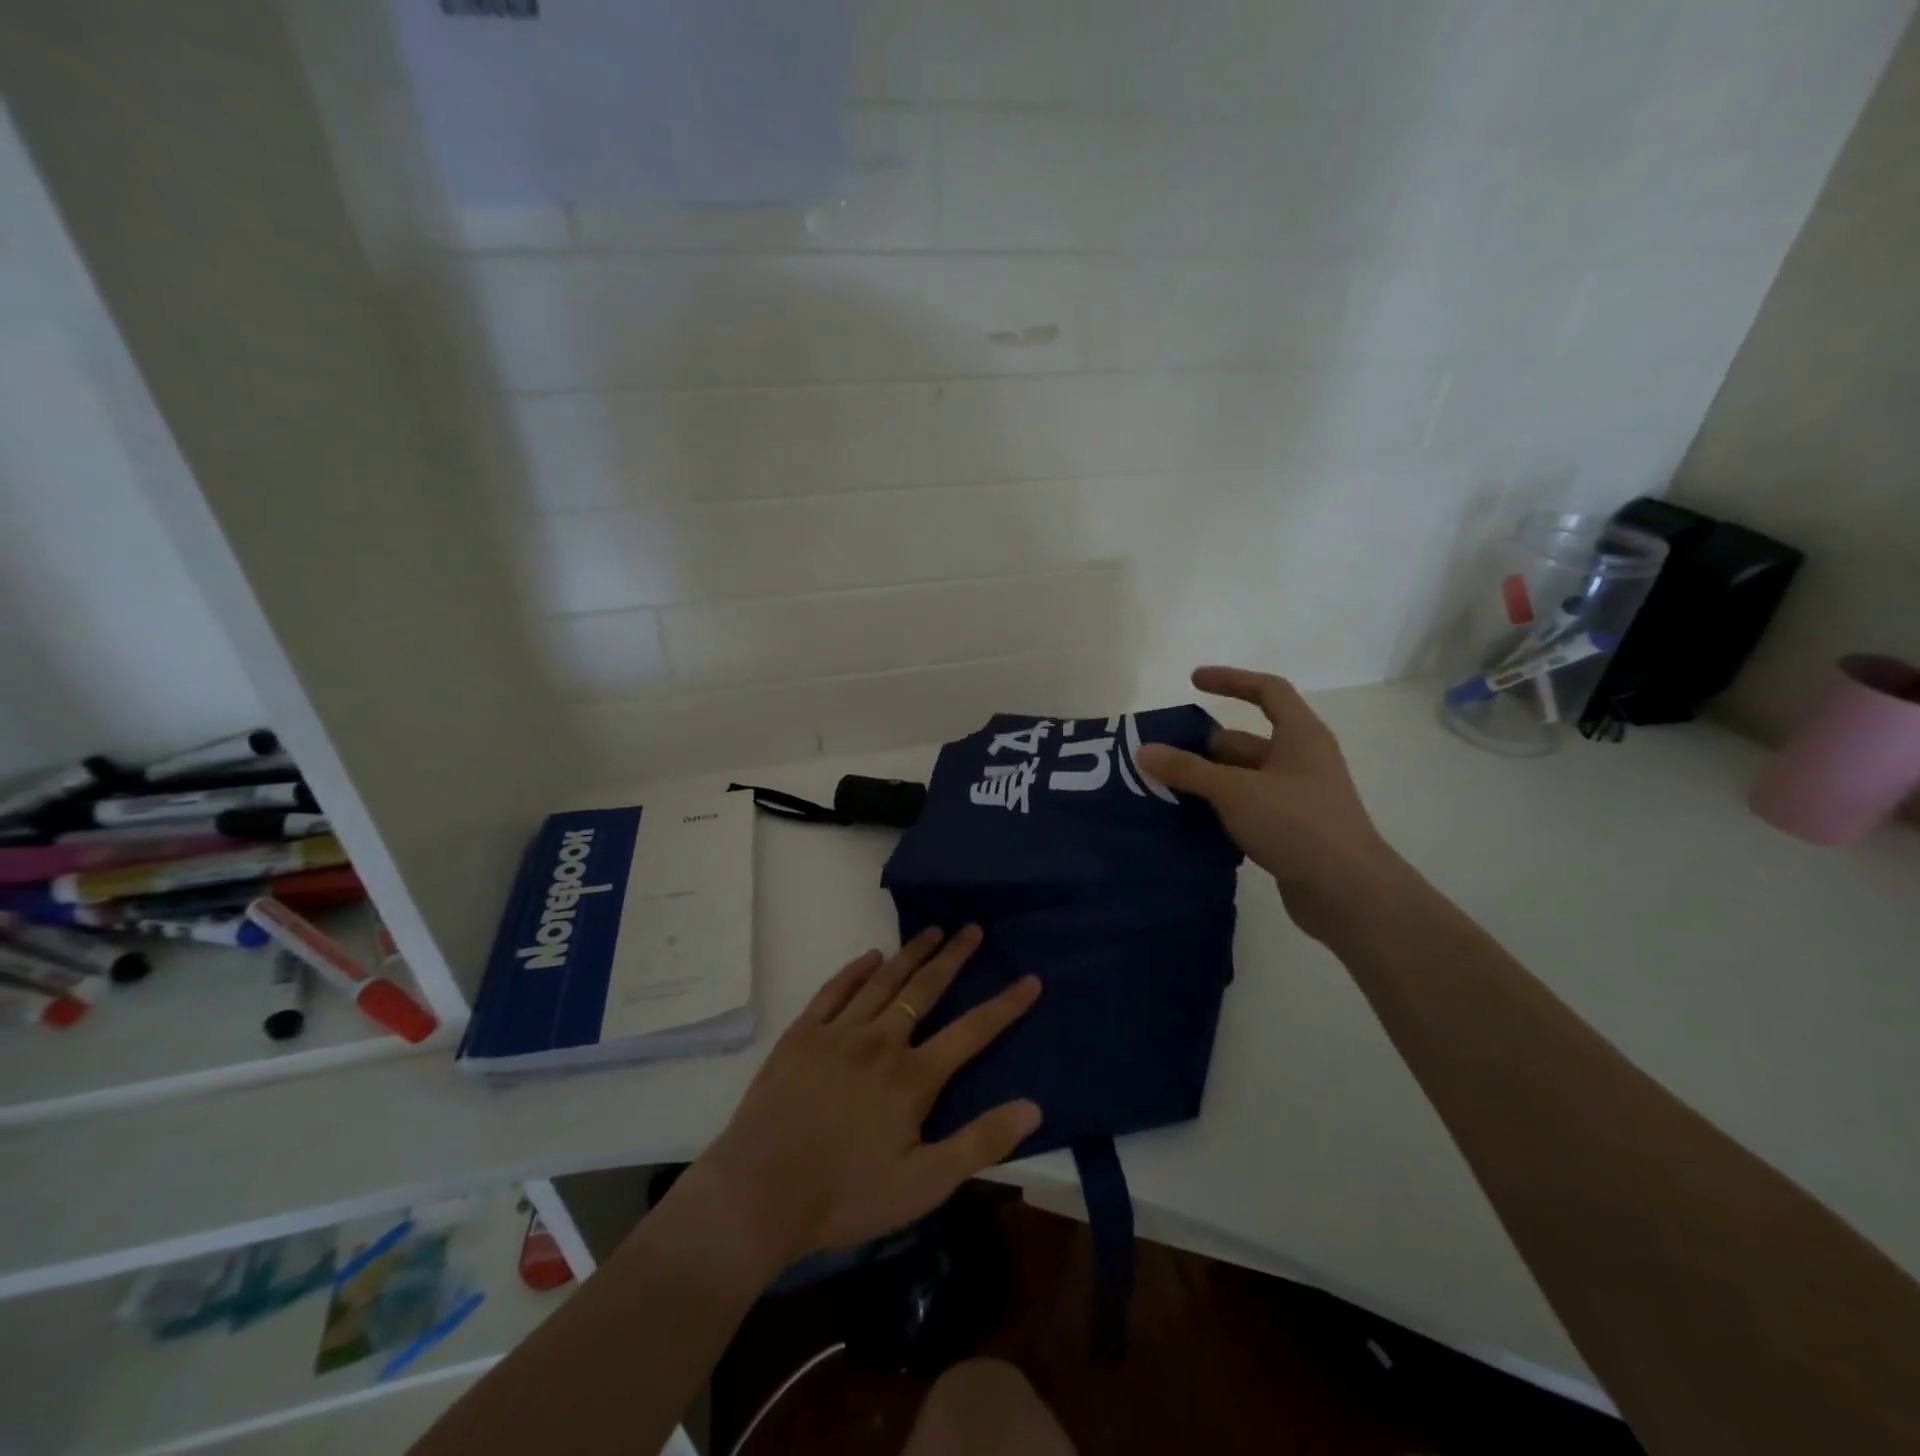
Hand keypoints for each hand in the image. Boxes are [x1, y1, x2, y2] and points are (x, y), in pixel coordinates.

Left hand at [693, 925, 1041, 1273]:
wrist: (759, 1195)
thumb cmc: (846, 1196)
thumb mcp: (924, 1185)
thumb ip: (979, 1143)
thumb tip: (1033, 1108)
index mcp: (913, 1077)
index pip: (972, 1031)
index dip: (1006, 1005)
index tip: (1030, 979)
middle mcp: (880, 1041)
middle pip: (925, 988)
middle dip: (954, 957)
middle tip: (972, 929)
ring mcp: (838, 1033)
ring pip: (883, 981)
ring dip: (911, 953)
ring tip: (932, 930)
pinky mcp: (802, 1035)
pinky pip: (834, 990)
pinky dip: (855, 970)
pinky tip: (870, 956)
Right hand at [1135, 665, 1401, 940]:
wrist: (1347, 892)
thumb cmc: (1296, 823)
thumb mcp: (1234, 790)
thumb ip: (1188, 770)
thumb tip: (1144, 751)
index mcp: (1300, 736)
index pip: (1267, 691)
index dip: (1231, 680)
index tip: (1193, 681)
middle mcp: (1302, 760)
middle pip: (1247, 740)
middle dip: (1205, 746)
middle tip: (1162, 756)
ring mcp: (1298, 797)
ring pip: (1244, 778)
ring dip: (1209, 781)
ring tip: (1165, 789)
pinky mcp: (1291, 831)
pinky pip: (1248, 808)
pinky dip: (1220, 808)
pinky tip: (1190, 821)